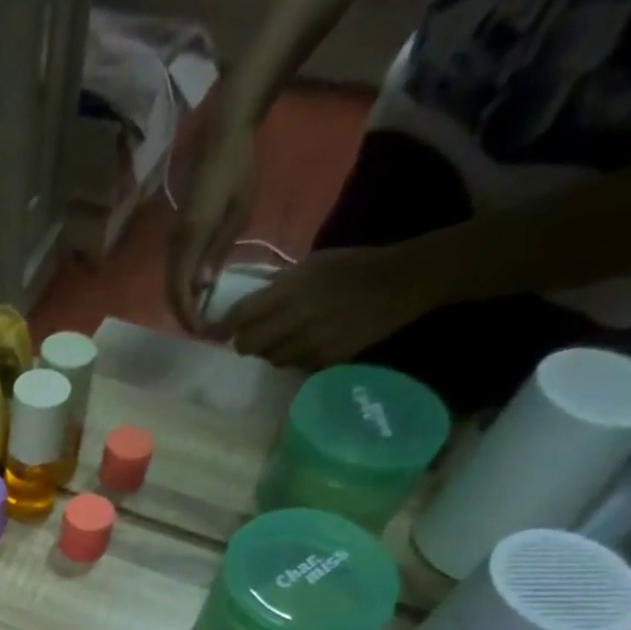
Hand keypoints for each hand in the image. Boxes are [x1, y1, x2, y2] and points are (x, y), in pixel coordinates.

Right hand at [168, 117, 259, 333]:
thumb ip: (219, 249)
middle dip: (186, 315)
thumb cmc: (238, 169)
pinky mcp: (177, 236)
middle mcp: (175, 243)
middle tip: (207, 330)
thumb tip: (202, 285)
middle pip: (172, 292)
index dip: (190, 315)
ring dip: (184, 304)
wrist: (222, 135)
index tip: (205, 332)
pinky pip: (176, 271)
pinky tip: (201, 293)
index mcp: (190, 239)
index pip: (181, 290)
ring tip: (204, 316)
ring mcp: (173, 240)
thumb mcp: (239, 211)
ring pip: (171, 284)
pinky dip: (185, 288)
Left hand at [218, 246, 442, 366]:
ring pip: (269, 359)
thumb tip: (243, 306)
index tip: (227, 325)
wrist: (403, 282)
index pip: (239, 316)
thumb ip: (277, 286)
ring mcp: (310, 342)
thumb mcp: (312, 264)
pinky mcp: (325, 360)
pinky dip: (295, 357)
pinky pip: (294, 365)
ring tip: (288, 336)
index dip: (229, 324)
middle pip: (247, 345)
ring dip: (272, 351)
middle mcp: (296, 318)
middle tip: (256, 335)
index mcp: (291, 289)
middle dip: (246, 341)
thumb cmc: (354, 266)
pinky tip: (310, 342)